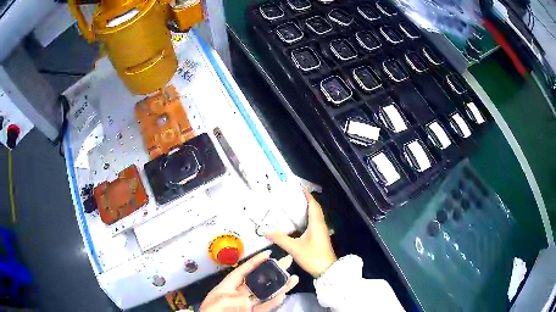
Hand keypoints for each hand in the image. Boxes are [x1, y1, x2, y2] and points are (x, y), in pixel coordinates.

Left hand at [200, 250, 298, 311]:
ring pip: (266, 293)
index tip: (268, 253)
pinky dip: (274, 302)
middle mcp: (239, 293)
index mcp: (228, 286)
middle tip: (286, 262)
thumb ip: (228, 299)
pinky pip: (265, 307)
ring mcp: (247, 304)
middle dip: (273, 271)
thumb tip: (246, 299)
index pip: (243, 270)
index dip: (255, 261)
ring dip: (279, 286)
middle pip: (259, 280)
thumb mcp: (214, 303)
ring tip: (292, 278)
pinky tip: (283, 295)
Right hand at [265, 189, 336, 277]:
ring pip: (315, 216)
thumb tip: (265, 231)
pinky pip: (314, 223)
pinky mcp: (320, 238)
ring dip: (307, 209)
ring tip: (293, 206)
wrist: (327, 270)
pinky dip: (307, 218)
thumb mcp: (294, 248)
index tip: (299, 187)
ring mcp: (321, 231)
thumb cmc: (312, 256)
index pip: (313, 204)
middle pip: (315, 208)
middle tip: (293, 196)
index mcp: (316, 223)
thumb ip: (280, 239)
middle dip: (306, 200)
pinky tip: (298, 223)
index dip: (307, 195)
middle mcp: (320, 224)